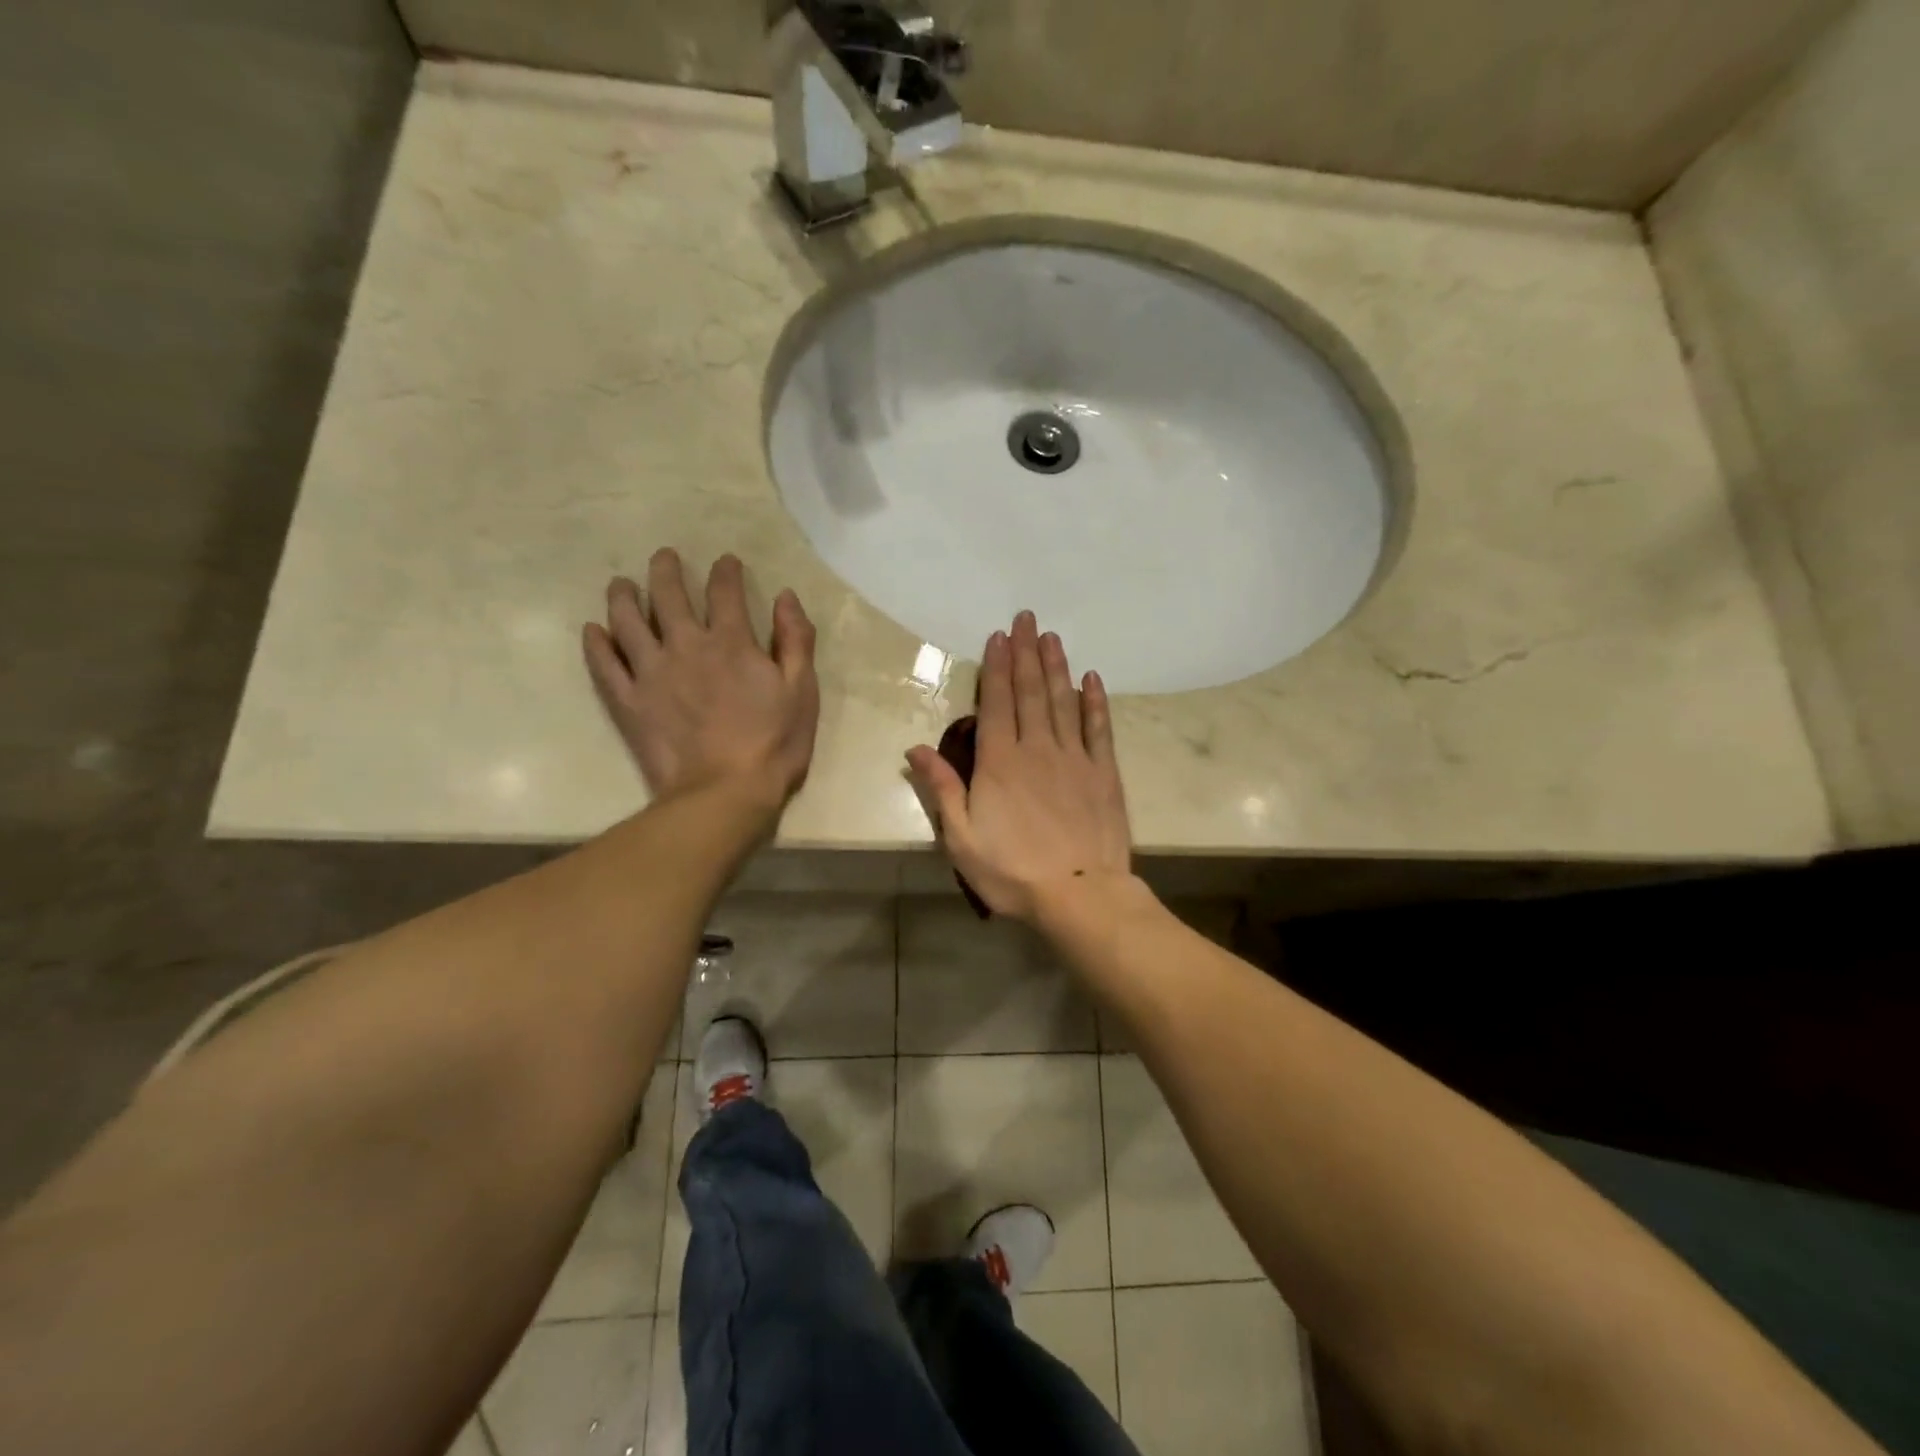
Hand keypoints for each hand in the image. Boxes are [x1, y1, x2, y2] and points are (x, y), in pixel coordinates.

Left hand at [584, 549, 818, 814]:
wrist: (726, 792)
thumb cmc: (774, 742)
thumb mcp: (802, 690)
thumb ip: (795, 640)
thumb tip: (785, 596)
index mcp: (731, 642)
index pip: (725, 592)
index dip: (725, 571)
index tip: (725, 561)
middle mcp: (686, 646)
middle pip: (669, 595)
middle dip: (666, 570)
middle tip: (664, 557)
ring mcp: (651, 673)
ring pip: (628, 621)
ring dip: (624, 597)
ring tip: (621, 584)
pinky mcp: (629, 702)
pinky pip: (605, 666)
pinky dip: (597, 644)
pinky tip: (593, 630)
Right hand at [905, 611, 1133, 922]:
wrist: (1079, 895)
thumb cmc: (1012, 871)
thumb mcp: (961, 837)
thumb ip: (942, 788)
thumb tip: (915, 749)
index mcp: (999, 762)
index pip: (995, 703)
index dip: (996, 667)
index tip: (999, 636)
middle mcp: (1037, 748)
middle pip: (1030, 691)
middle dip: (1026, 653)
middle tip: (1027, 619)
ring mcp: (1074, 758)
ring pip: (1063, 701)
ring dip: (1056, 667)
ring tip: (1052, 637)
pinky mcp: (1103, 773)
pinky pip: (1099, 728)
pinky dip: (1094, 702)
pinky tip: (1091, 679)